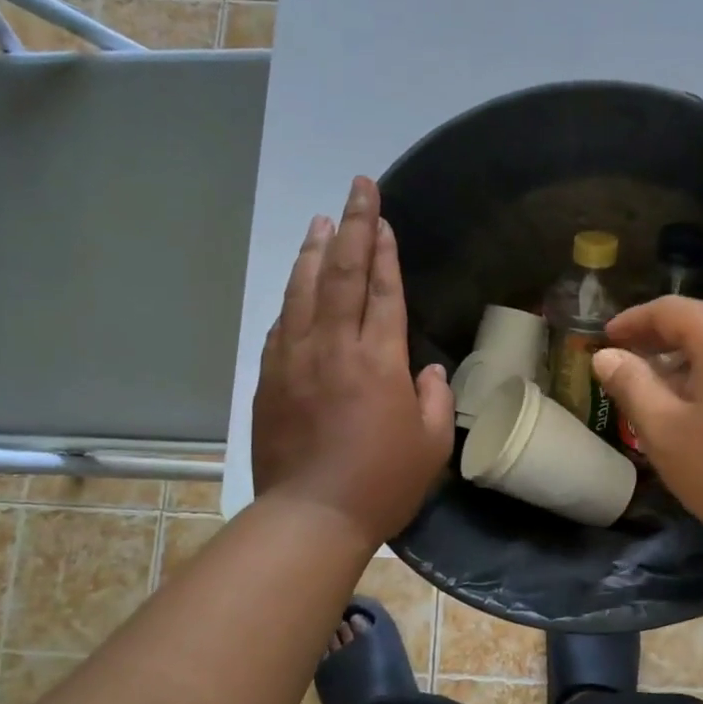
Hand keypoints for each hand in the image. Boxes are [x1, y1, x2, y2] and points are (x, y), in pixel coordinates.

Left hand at [252, 177, 453, 546]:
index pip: (382, 289)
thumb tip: (425, 370)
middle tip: (357, 188)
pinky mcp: (269, 379)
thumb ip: (433, 398)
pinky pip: (281, 325)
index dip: (383, 249)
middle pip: (342, 273)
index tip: (381, 216)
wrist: (311, 516)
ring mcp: (294, 360)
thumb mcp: (431, 445)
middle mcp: (333, 347)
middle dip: (352, 226)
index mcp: (378, 360)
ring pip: (304, 290)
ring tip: (321, 220)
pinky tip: (296, 285)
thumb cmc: (382, 483)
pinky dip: (292, 298)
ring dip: (315, 251)